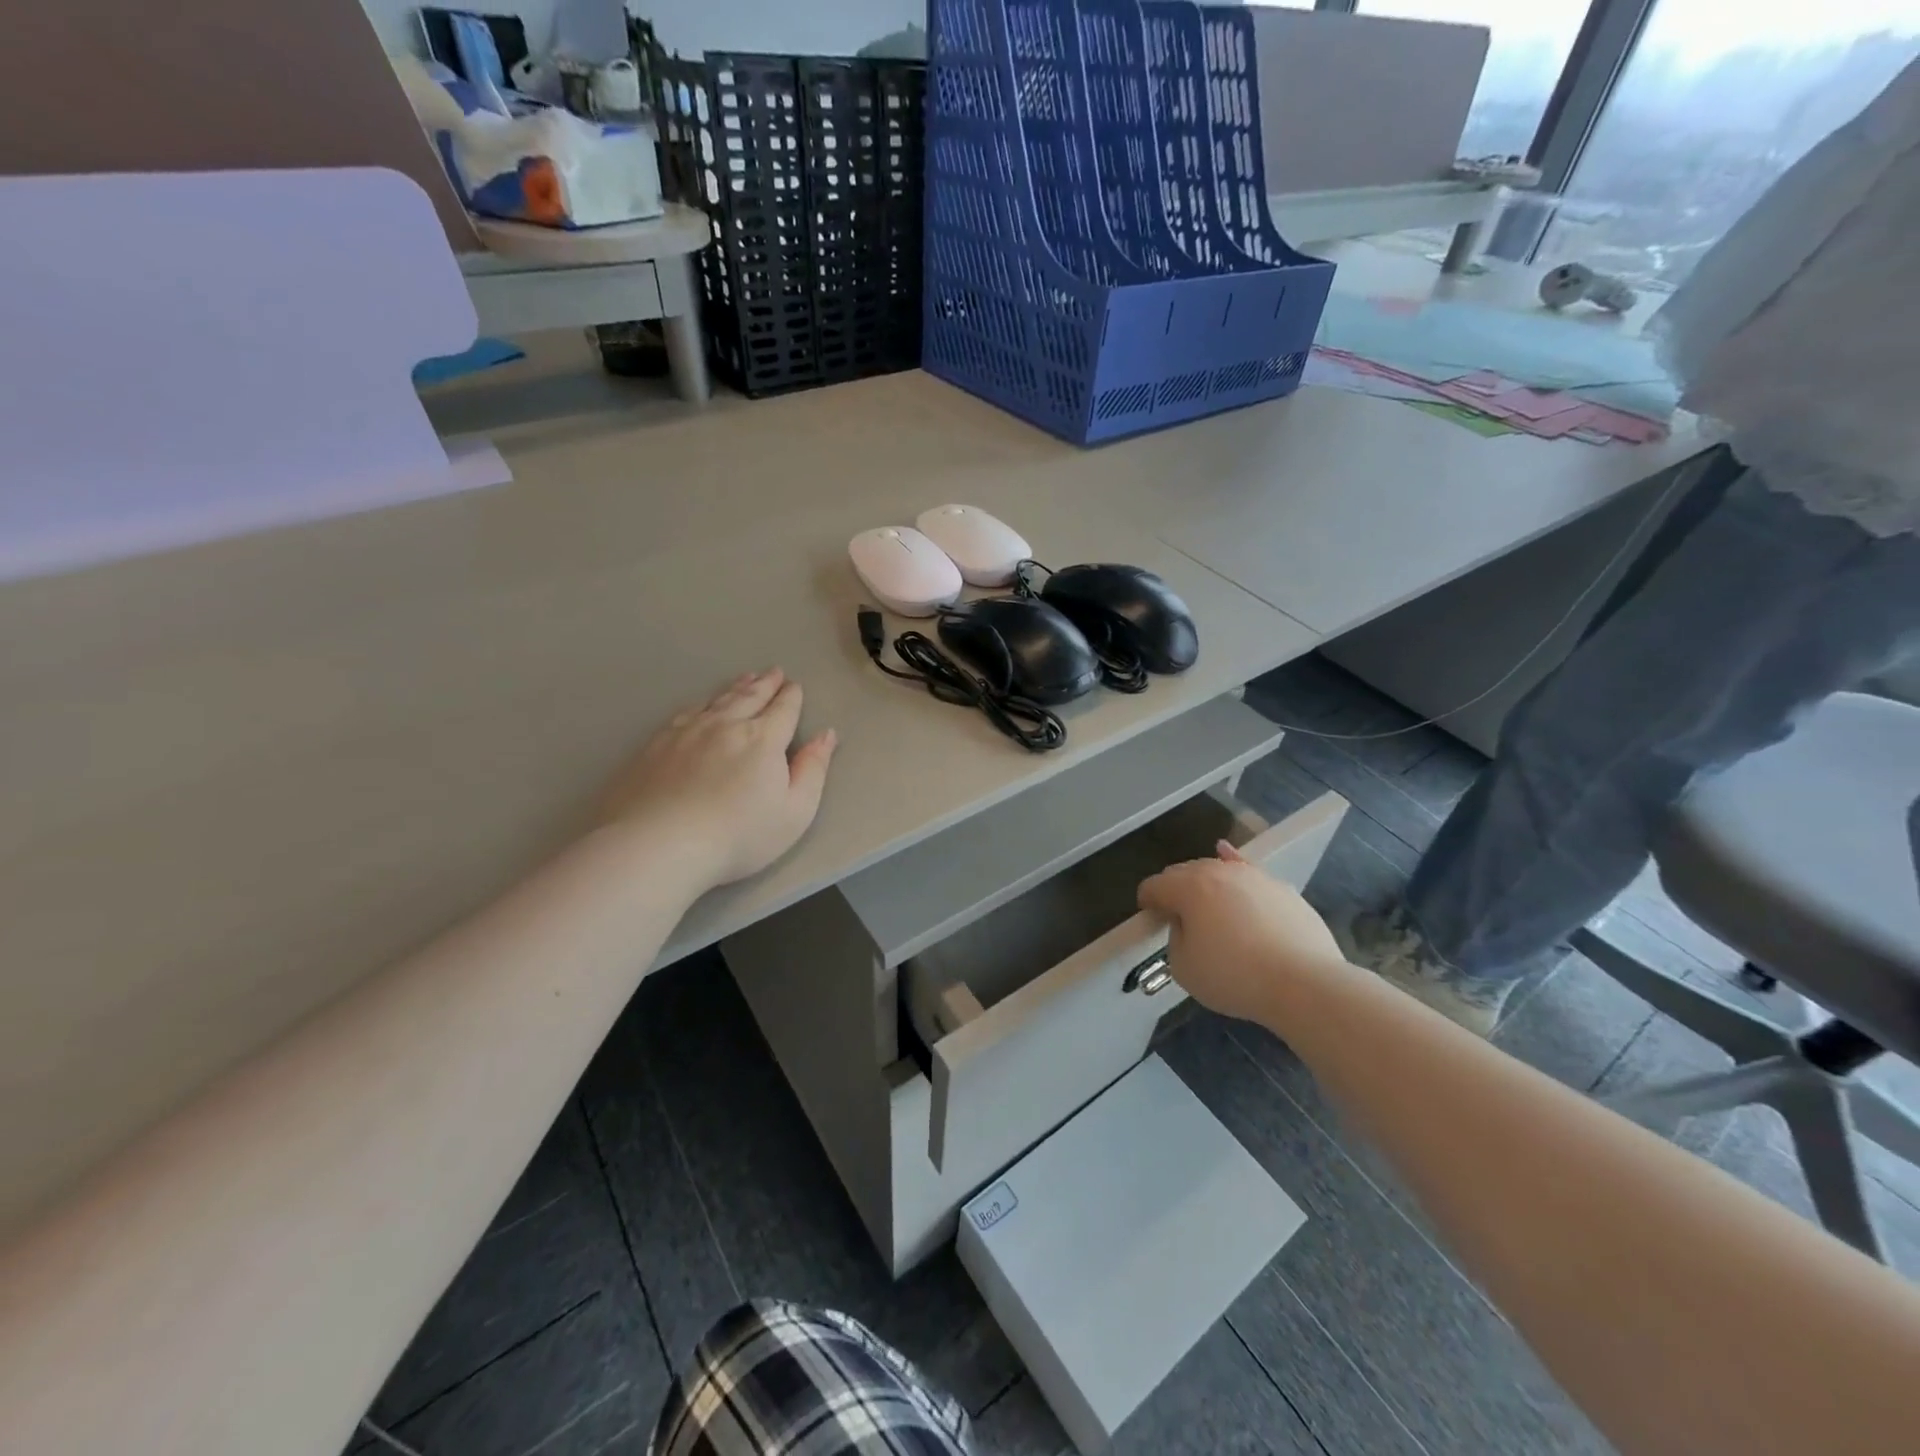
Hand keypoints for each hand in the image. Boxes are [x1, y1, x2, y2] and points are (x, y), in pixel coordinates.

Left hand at [599, 669, 836, 889]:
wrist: (659, 844)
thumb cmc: (738, 835)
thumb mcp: (794, 811)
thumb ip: (813, 769)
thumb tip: (827, 734)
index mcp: (762, 739)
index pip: (782, 710)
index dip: (791, 697)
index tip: (794, 686)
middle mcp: (725, 725)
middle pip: (750, 698)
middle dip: (765, 684)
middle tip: (774, 672)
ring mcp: (687, 732)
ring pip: (717, 700)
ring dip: (735, 688)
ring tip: (745, 679)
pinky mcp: (656, 744)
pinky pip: (686, 712)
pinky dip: (702, 703)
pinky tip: (702, 705)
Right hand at [1137, 842, 1348, 1024]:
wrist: (1305, 984)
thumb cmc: (1234, 976)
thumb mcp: (1183, 968)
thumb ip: (1176, 938)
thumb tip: (1188, 925)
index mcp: (1188, 887)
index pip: (1154, 886)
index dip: (1147, 902)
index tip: (1149, 919)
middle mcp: (1218, 871)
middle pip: (1184, 872)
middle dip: (1174, 890)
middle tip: (1177, 917)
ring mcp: (1254, 877)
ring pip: (1218, 870)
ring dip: (1205, 884)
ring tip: (1206, 905)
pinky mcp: (1282, 889)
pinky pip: (1249, 873)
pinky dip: (1234, 867)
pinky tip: (1227, 857)